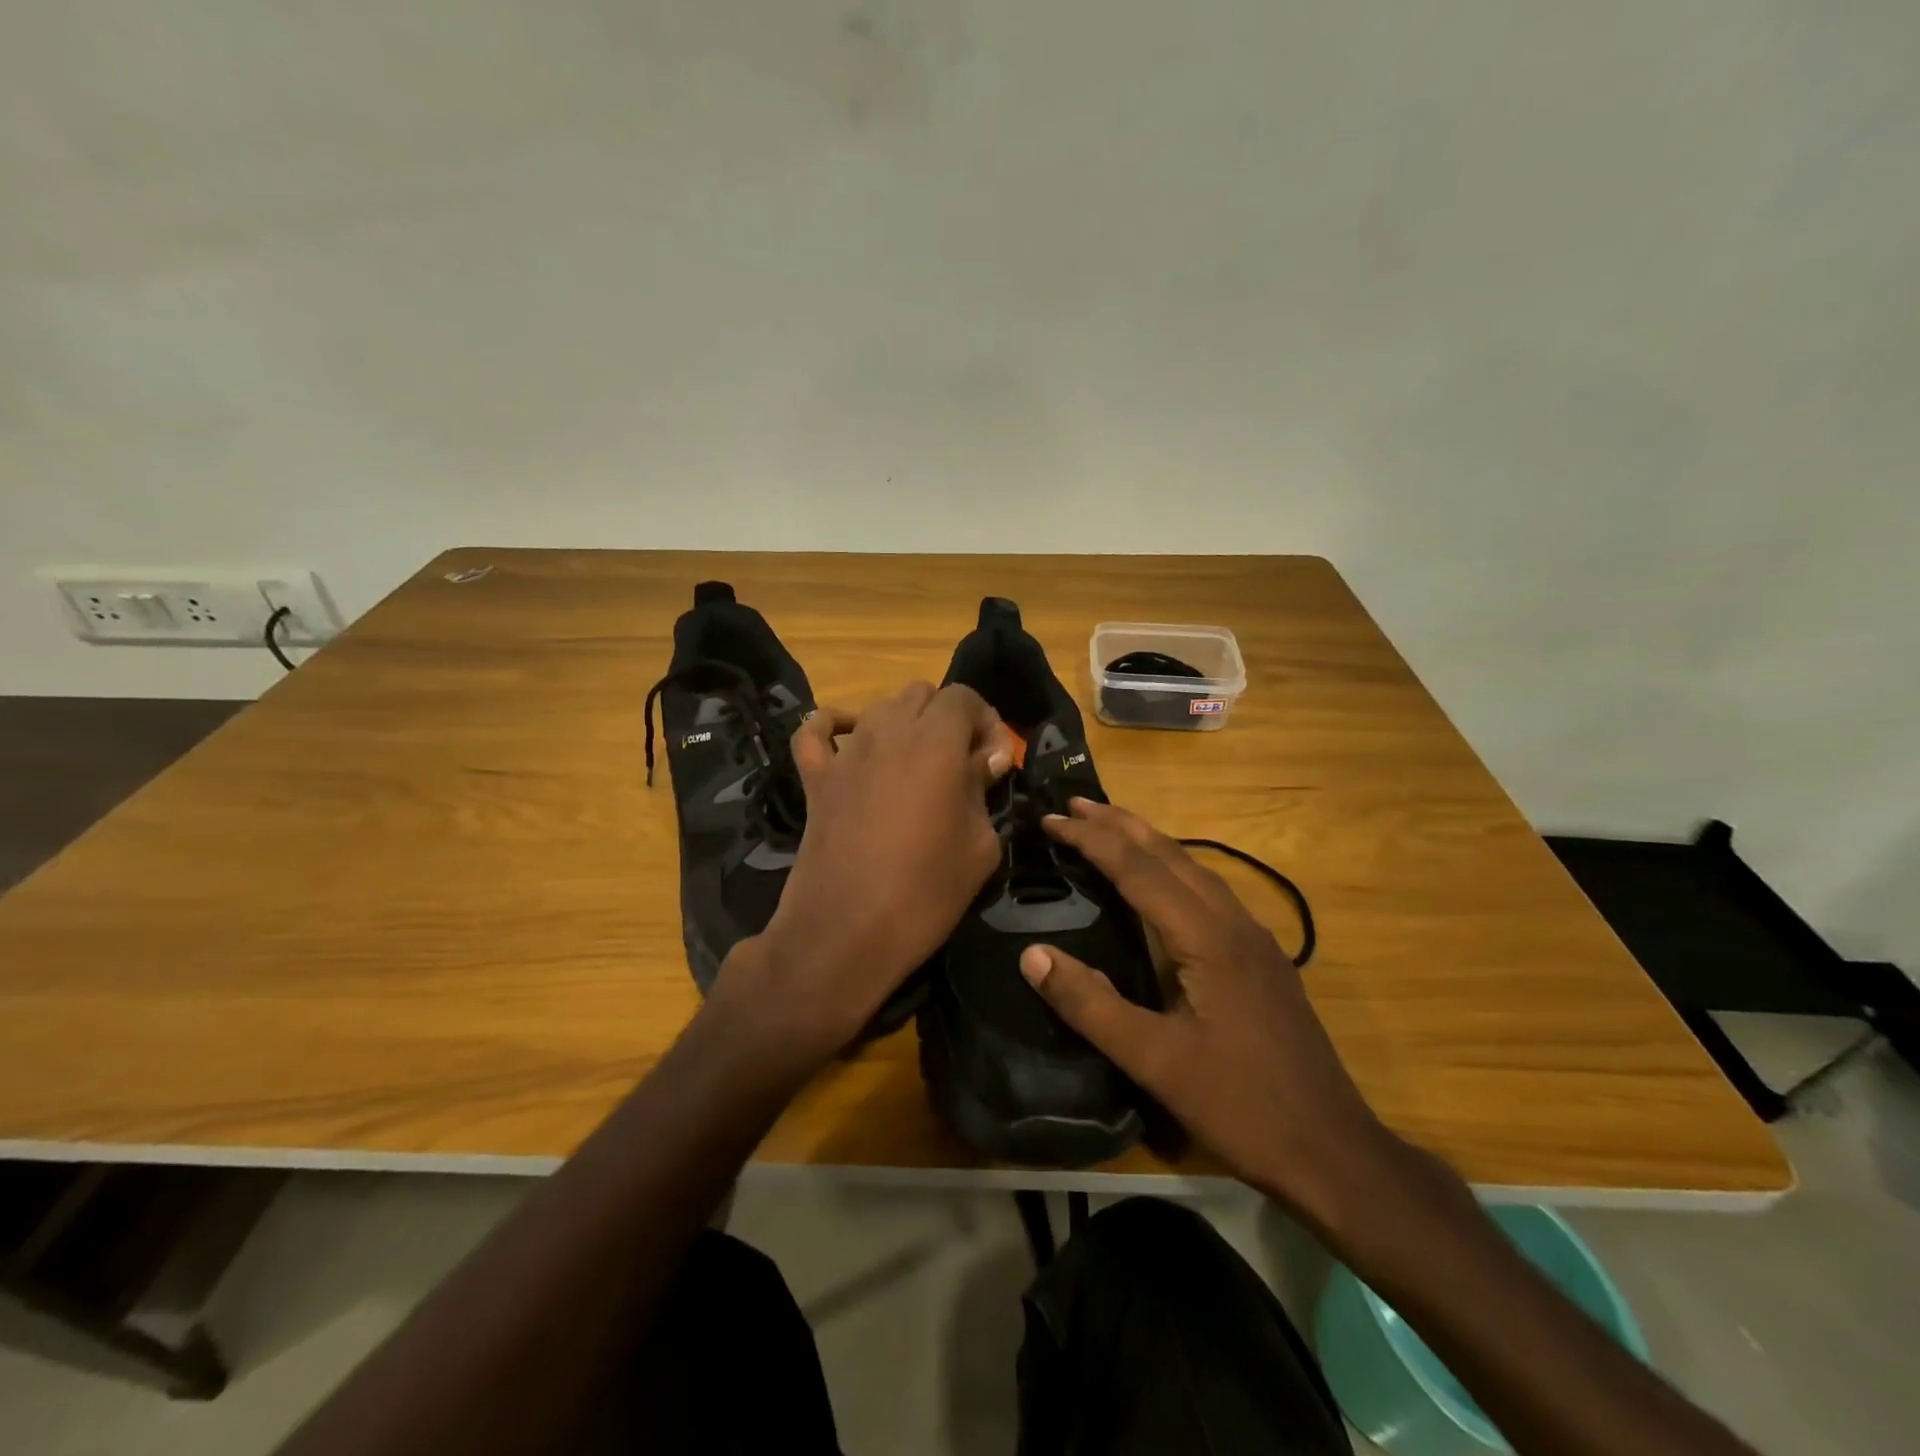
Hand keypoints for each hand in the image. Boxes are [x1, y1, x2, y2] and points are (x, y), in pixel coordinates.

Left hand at [712, 683, 1012, 1061]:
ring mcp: (846, 752)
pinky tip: (850, 741)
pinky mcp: (815, 777)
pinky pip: (816, 732)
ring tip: (918, 762)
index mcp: (936, 742)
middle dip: (948, 718)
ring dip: (905, 723)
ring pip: (878, 706)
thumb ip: (983, 790)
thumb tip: (985, 760)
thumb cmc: (925, 893)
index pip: (964, 697)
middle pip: (922, 694)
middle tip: (962, 763)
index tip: (994, 761)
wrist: (846, 933)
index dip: (985, 721)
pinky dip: (834, 726)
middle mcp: (888, 732)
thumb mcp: (980, 846)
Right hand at [1019, 799, 1405, 1229]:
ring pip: (1195, 868)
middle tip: (1074, 803)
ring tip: (1110, 826)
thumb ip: (1092, 1005)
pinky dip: (1172, 868)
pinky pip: (1209, 890)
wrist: (1334, 1152)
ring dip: (1149, 842)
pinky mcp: (1262, 959)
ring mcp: (1254, 939)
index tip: (1051, 820)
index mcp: (1208, 937)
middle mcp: (1234, 922)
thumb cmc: (1241, 1106)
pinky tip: (1163, 883)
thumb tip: (1032, 954)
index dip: (1092, 840)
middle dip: (1120, 825)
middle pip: (1171, 855)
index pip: (1139, 870)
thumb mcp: (1154, 1061)